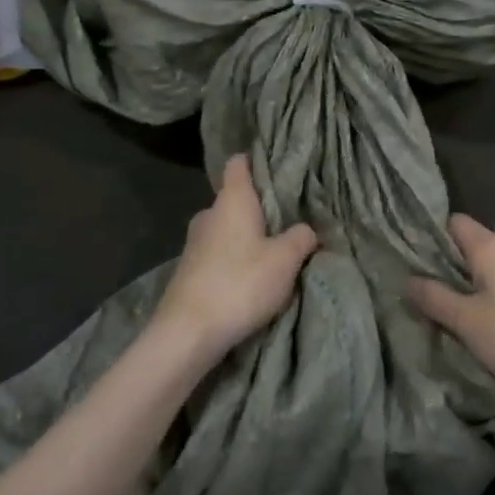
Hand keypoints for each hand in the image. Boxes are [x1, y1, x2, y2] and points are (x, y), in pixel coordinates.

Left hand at [154, 156, 317, 362]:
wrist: (187, 332)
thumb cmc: (240, 283)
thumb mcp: (285, 261)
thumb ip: (301, 238)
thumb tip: (306, 229)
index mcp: (232, 200)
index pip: (238, 164)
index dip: (255, 161)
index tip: (275, 168)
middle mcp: (209, 214)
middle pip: (235, 199)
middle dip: (257, 209)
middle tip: (286, 222)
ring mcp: (194, 242)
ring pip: (226, 229)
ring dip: (246, 238)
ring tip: (272, 254)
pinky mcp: (188, 270)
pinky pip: (217, 254)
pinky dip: (233, 260)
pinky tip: (249, 279)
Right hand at [406, 215, 494, 414]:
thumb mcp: (467, 322)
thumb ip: (434, 298)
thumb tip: (407, 280)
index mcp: (492, 246)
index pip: (453, 223)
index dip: (432, 239)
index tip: (414, 265)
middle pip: (471, 246)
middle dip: (449, 268)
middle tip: (427, 296)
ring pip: (491, 268)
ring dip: (472, 286)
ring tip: (454, 315)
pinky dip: (494, 297)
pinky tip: (488, 324)